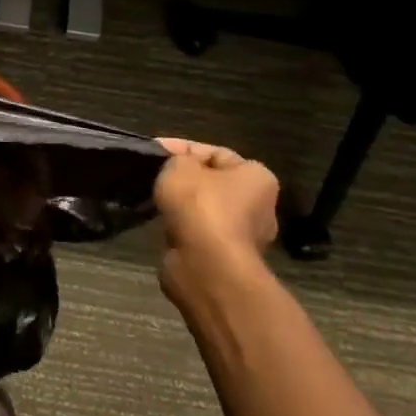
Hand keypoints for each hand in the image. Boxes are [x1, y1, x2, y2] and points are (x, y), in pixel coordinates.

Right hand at [153, 139, 279, 299]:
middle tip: (156, 176)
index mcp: (258, 178)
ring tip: (155, 201)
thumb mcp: (180, 166)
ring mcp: (245, 238)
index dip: (182, 148)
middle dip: (186, 179)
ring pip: (206, 211)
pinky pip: (201, 235)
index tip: (155, 150)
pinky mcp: (227, 260)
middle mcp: (260, 207)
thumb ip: (178, 159)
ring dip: (184, 207)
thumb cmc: (200, 206)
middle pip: (214, 183)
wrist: (206, 266)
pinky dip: (183, 230)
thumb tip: (179, 168)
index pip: (216, 153)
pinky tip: (163, 225)